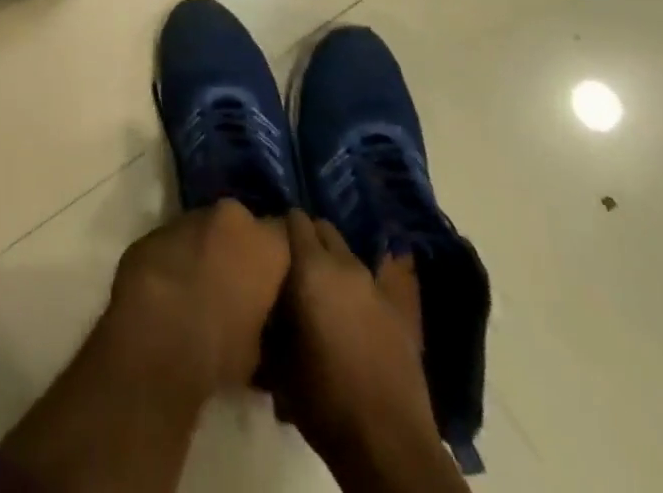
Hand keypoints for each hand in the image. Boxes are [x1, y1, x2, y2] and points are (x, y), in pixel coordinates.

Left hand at [103, 199, 290, 396]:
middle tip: (239, 288)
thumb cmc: (219, 347)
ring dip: (207, 253)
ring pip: (207, 231)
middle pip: (243, 227)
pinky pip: (177, 241)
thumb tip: (259, 322)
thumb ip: (265, 321)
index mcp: (265, 242)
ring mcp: (189, 217)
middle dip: (241, 250)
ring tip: (202, 292)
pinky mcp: (155, 229)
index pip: (288, 236)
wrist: (151, 333)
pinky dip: (179, 258)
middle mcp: (230, 217)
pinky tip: (173, 291)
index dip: (282, 259)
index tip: (279, 283)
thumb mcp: (260, 351)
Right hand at [273, 211, 452, 485]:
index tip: (270, 242)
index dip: (281, 226)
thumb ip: (269, 313)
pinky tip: (353, 309)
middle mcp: (346, 264)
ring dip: (334, 262)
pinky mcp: (401, 310)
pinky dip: (360, 287)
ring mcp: (377, 285)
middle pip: (324, 229)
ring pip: (349, 254)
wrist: (387, 444)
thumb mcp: (277, 358)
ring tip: (322, 289)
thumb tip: (261, 294)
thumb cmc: (323, 398)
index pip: (295, 218)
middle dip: (309, 238)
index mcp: (312, 267)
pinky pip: (374, 281)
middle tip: (294, 264)